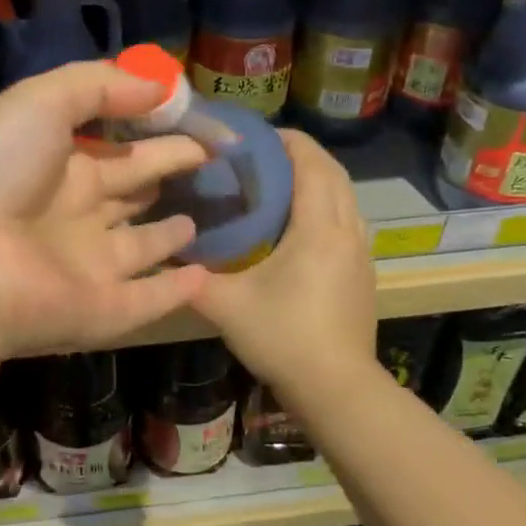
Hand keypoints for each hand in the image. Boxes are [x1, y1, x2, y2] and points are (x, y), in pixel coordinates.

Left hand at [0, 61, 209, 357]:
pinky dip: (175, 292)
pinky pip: (146, 301)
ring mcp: (85, 266)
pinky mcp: (100, 311)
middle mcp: (72, 214)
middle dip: (164, 172)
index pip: (115, 147)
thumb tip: (160, 88)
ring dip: (164, 236)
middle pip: (128, 190)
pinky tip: (205, 277)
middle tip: (209, 160)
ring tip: (197, 222)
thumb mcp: (41, 101)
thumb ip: (100, 86)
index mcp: (56, 164)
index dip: (154, 132)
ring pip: (136, 249)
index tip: (198, 122)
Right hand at [191, 130, 377, 400]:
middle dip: (303, 155)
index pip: (311, 164)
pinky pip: (348, 220)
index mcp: (319, 228)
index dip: (288, 142)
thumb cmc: (284, 338)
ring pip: (346, 197)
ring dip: (319, 180)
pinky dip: (328, 205)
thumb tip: (161, 256)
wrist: (337, 388)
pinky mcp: (363, 273)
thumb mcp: (227, 306)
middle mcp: (347, 231)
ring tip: (281, 183)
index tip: (257, 136)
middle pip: (334, 173)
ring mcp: (361, 253)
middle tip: (264, 155)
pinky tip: (300, 225)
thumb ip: (191, 278)